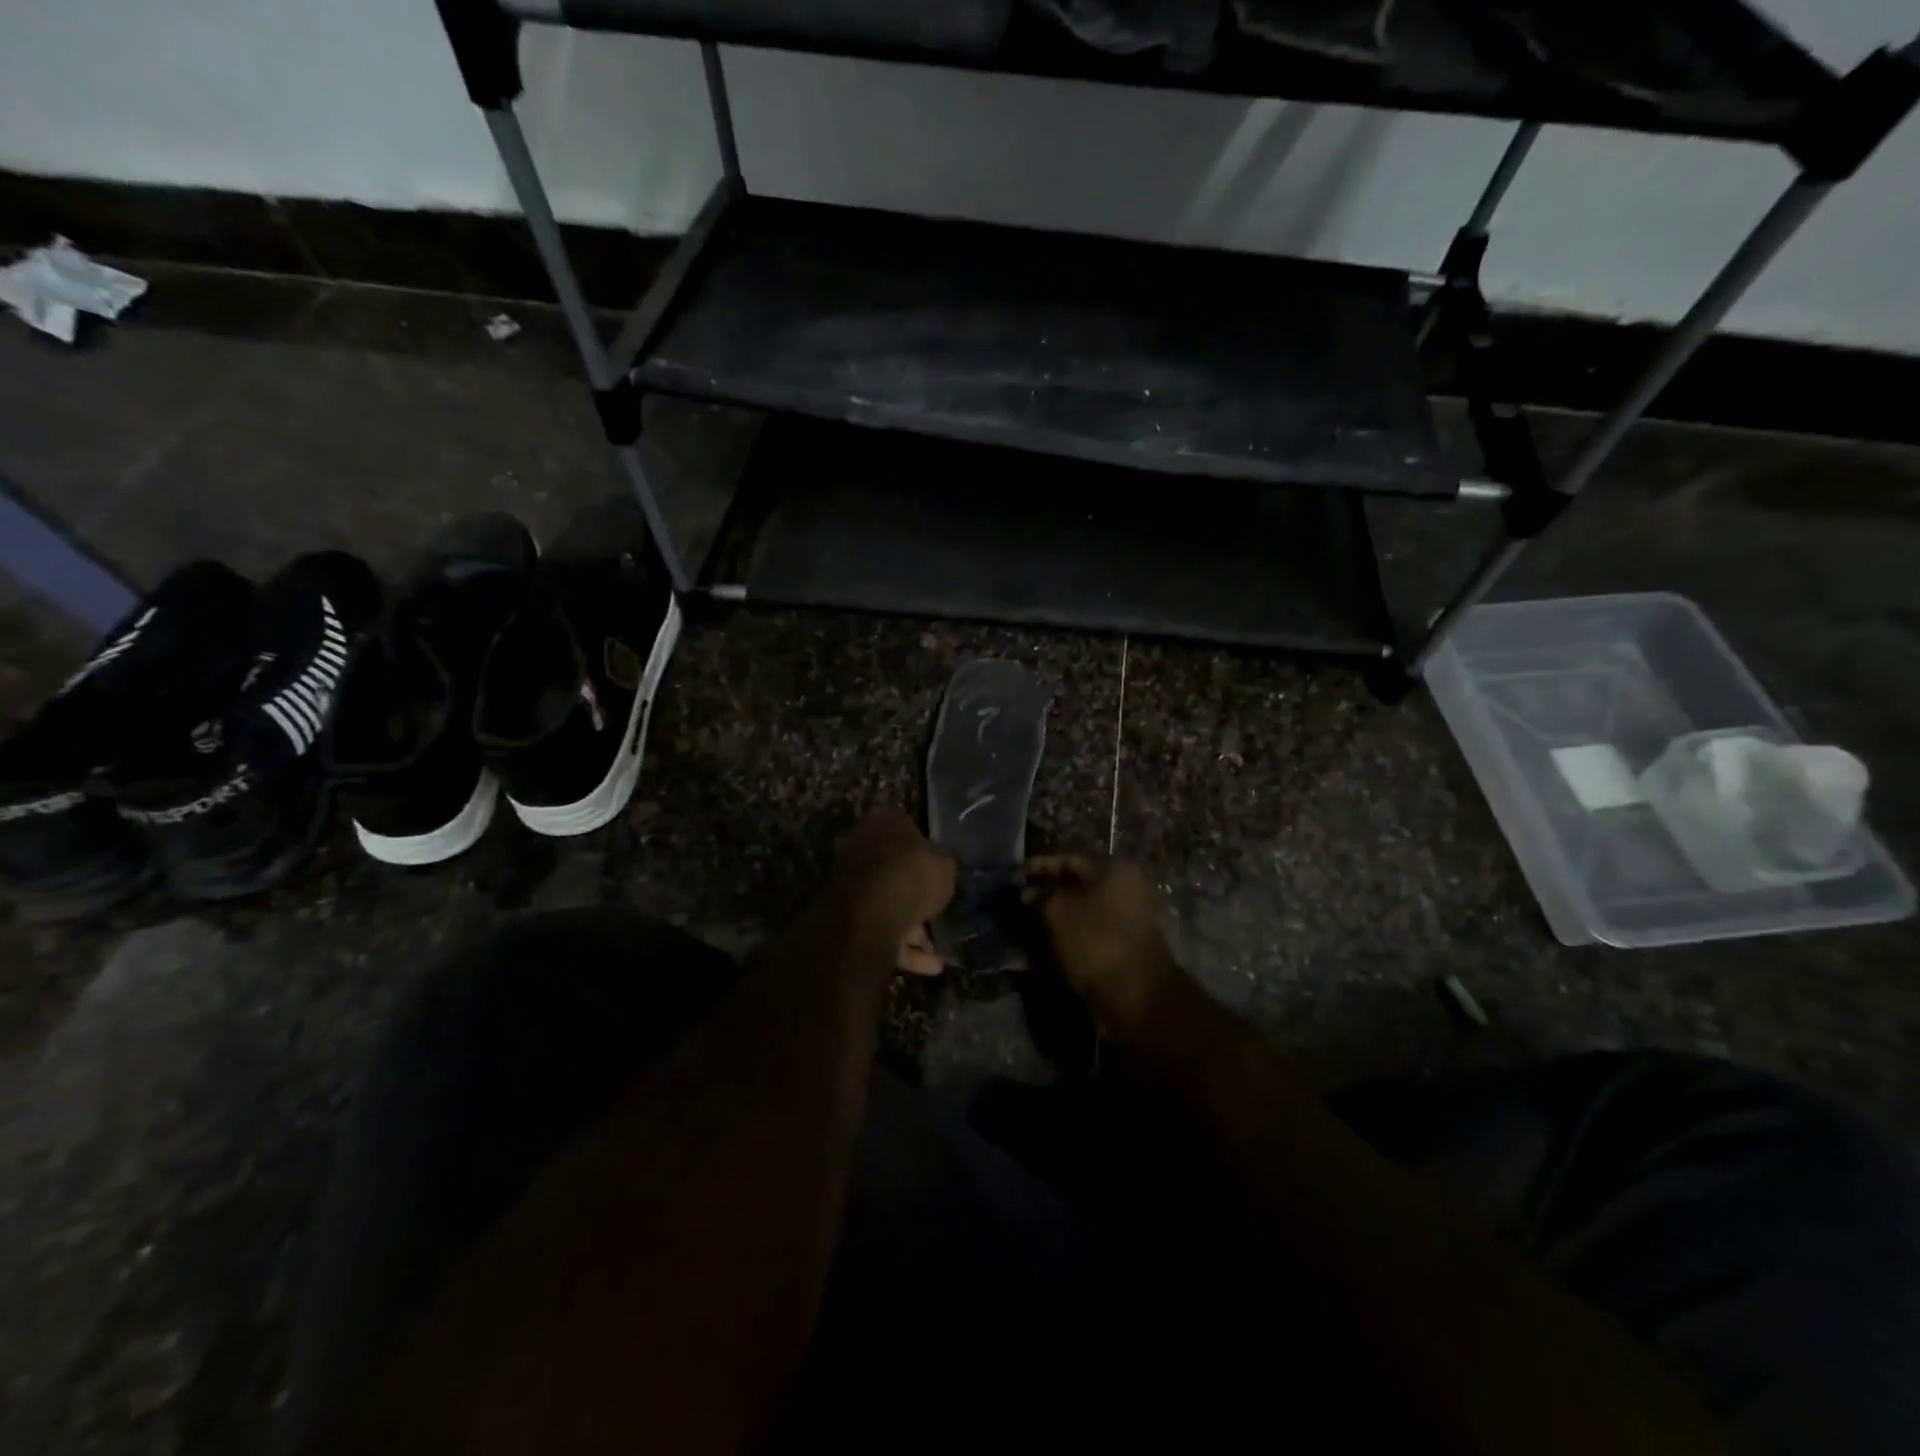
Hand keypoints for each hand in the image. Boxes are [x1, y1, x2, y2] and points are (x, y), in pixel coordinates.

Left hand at [830, 809, 955, 958]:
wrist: (869, 914)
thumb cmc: (911, 874)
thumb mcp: (944, 865)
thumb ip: (940, 864)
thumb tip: (939, 867)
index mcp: (882, 820)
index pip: (903, 824)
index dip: (922, 846)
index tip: (937, 865)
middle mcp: (859, 845)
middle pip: (892, 868)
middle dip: (914, 892)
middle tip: (938, 911)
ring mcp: (849, 882)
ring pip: (886, 903)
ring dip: (912, 929)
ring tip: (939, 951)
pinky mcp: (844, 917)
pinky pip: (880, 930)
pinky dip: (904, 948)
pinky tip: (931, 966)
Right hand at [1024, 855, 1182, 1039]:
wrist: (1136, 995)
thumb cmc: (1094, 942)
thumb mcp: (1057, 912)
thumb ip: (1039, 896)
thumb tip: (1028, 892)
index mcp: (1114, 868)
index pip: (1068, 859)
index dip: (1038, 867)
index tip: (1014, 877)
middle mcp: (1128, 885)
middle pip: (1079, 883)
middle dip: (1048, 892)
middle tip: (1020, 901)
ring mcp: (1133, 914)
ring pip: (1086, 907)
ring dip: (1058, 914)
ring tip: (1029, 924)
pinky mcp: (1130, 941)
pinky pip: (1094, 928)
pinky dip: (1072, 931)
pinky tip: (1050, 942)